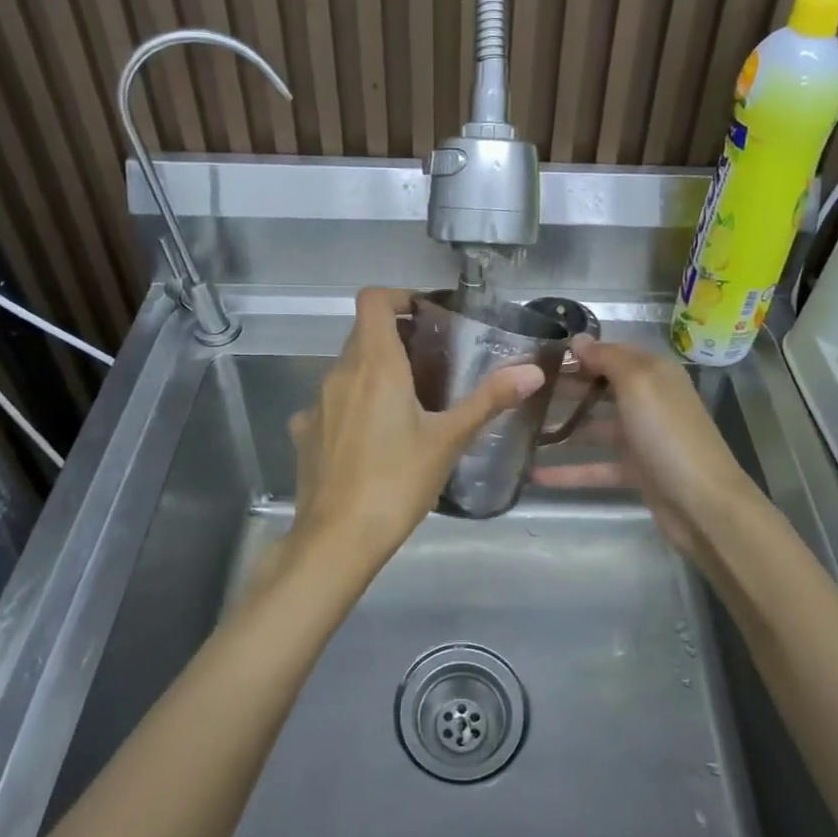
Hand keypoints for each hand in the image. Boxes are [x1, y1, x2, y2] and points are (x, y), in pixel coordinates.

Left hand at [287, 288, 545, 570]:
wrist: (336, 540)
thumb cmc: (396, 482)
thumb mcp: (448, 440)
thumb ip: (489, 400)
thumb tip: (533, 371)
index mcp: (374, 364)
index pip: (373, 300)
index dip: (399, 296)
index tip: (427, 316)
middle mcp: (339, 373)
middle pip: (363, 334)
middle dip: (397, 338)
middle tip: (434, 363)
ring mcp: (316, 404)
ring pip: (347, 369)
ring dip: (375, 372)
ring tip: (409, 403)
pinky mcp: (304, 433)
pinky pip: (331, 404)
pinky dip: (353, 406)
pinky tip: (372, 439)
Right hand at [532, 336, 759, 561]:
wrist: (704, 504)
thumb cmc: (667, 434)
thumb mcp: (638, 383)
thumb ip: (607, 358)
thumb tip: (578, 339)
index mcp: (653, 373)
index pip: (609, 352)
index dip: (576, 352)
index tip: (535, 356)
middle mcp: (649, 400)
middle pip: (599, 387)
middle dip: (564, 386)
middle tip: (521, 390)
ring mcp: (642, 437)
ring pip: (595, 426)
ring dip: (562, 427)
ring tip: (521, 428)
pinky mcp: (636, 471)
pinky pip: (596, 466)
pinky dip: (568, 471)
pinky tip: (534, 475)